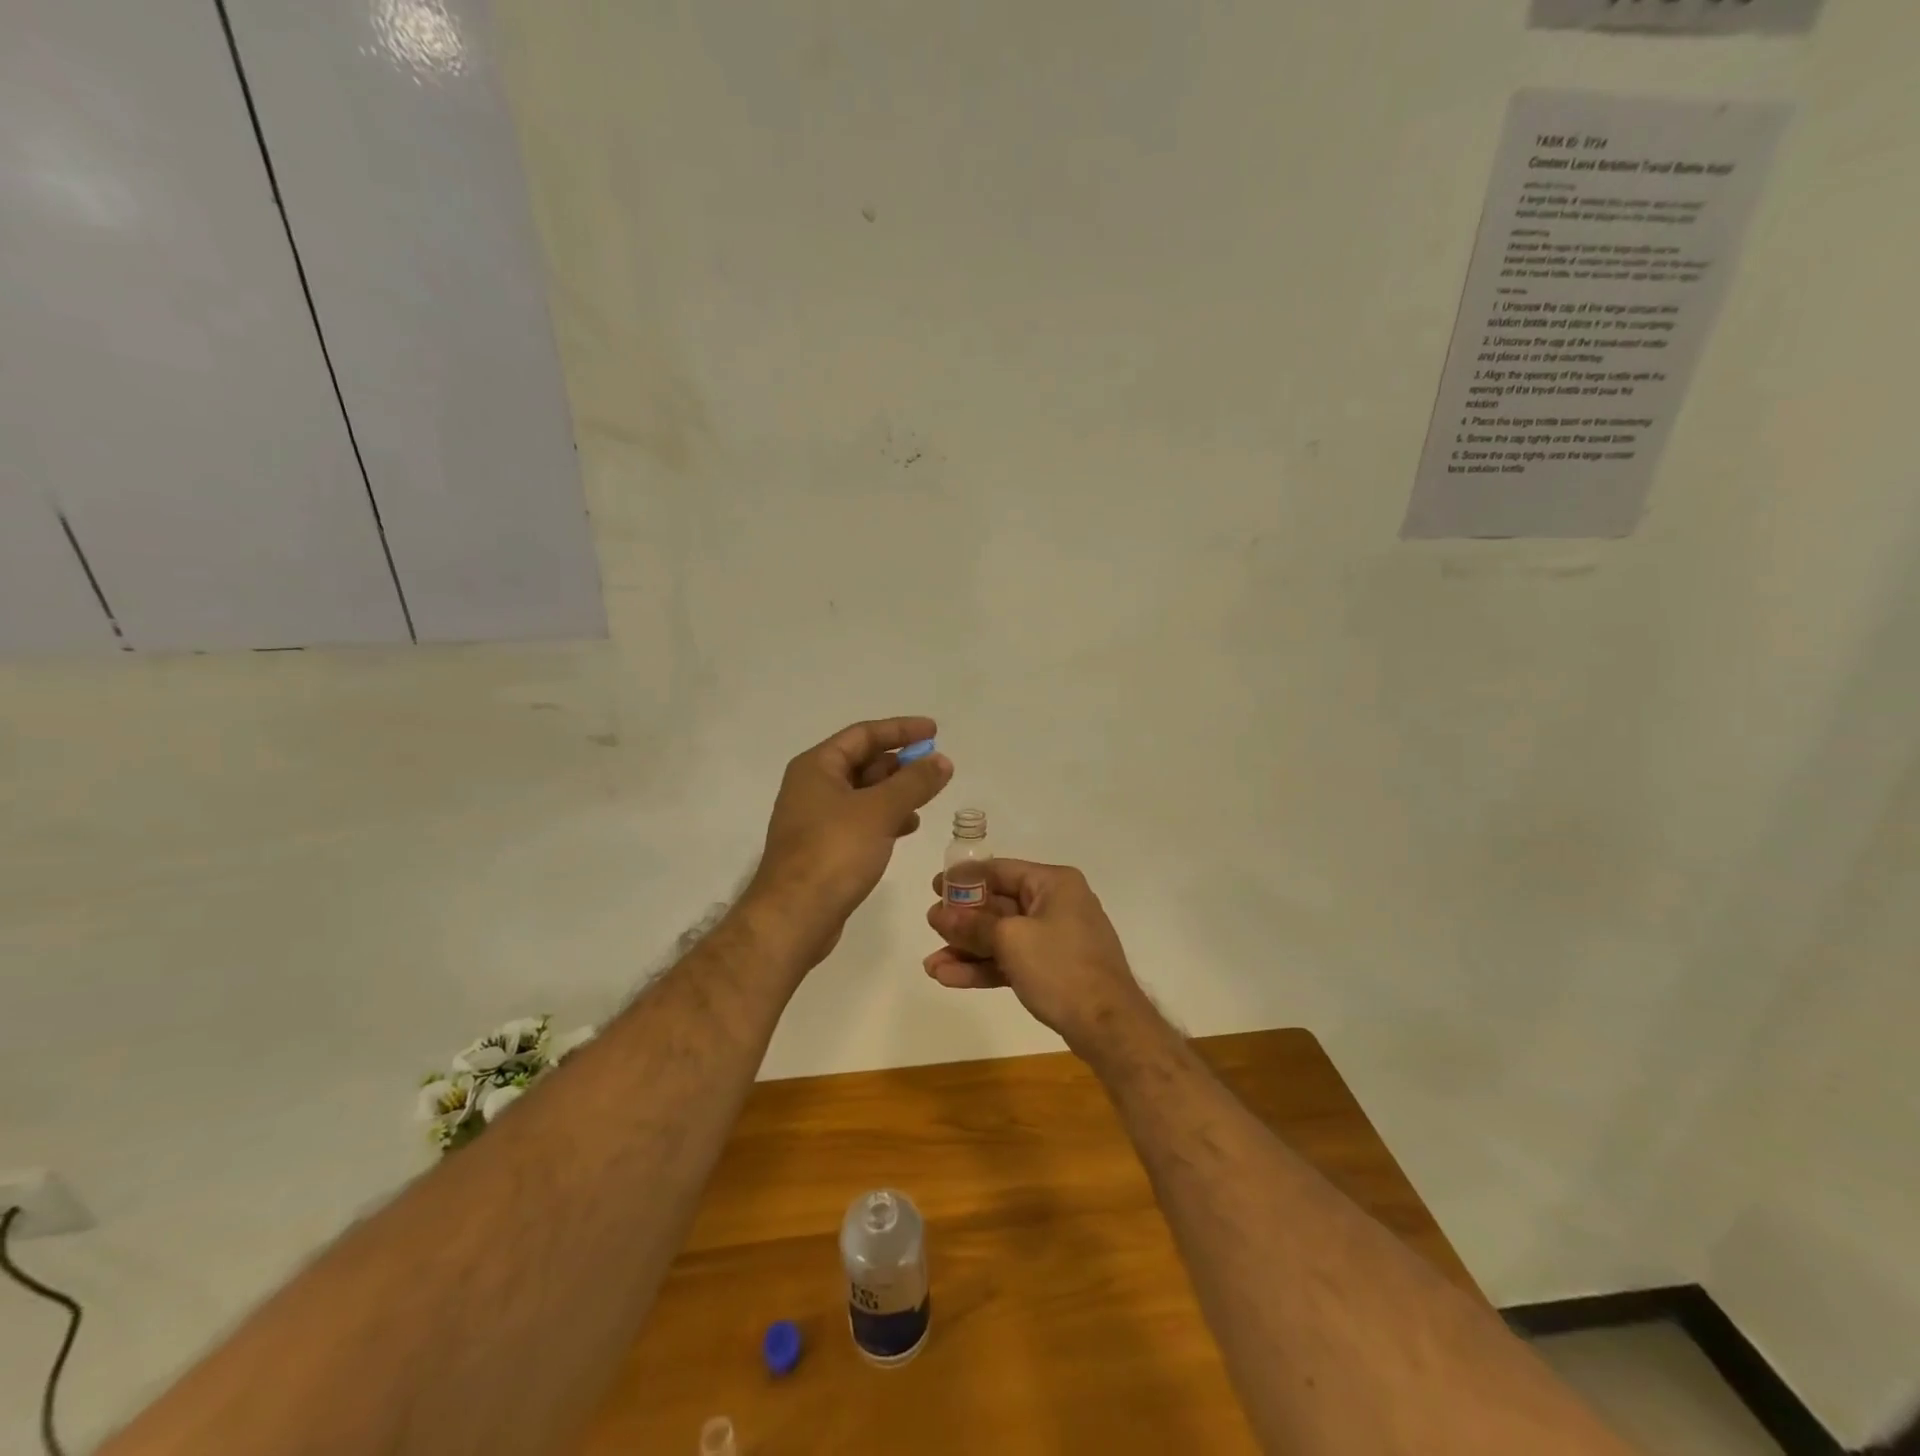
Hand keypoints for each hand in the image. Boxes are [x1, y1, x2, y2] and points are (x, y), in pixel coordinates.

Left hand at [748, 717, 952, 966]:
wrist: (794, 916)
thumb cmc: (834, 852)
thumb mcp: (880, 811)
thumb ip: (914, 782)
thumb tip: (942, 760)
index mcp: (817, 767)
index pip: (863, 734)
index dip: (901, 730)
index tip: (934, 731)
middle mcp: (812, 786)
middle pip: (862, 762)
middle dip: (900, 763)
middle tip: (934, 768)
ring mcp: (815, 819)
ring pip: (863, 794)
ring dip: (895, 792)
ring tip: (927, 798)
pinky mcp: (823, 848)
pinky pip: (860, 820)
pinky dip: (885, 818)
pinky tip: (908, 827)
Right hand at [924, 859, 1152, 1057]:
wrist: (1108, 1025)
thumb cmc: (1061, 968)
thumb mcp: (1011, 940)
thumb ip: (972, 925)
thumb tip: (938, 914)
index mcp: (1053, 884)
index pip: (1000, 871)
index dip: (965, 879)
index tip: (935, 888)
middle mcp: (1056, 904)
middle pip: (999, 905)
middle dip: (962, 921)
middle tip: (930, 926)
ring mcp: (1056, 938)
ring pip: (1002, 937)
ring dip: (968, 949)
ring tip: (931, 964)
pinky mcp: (1053, 968)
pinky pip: (1012, 959)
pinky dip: (985, 967)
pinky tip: (950, 978)